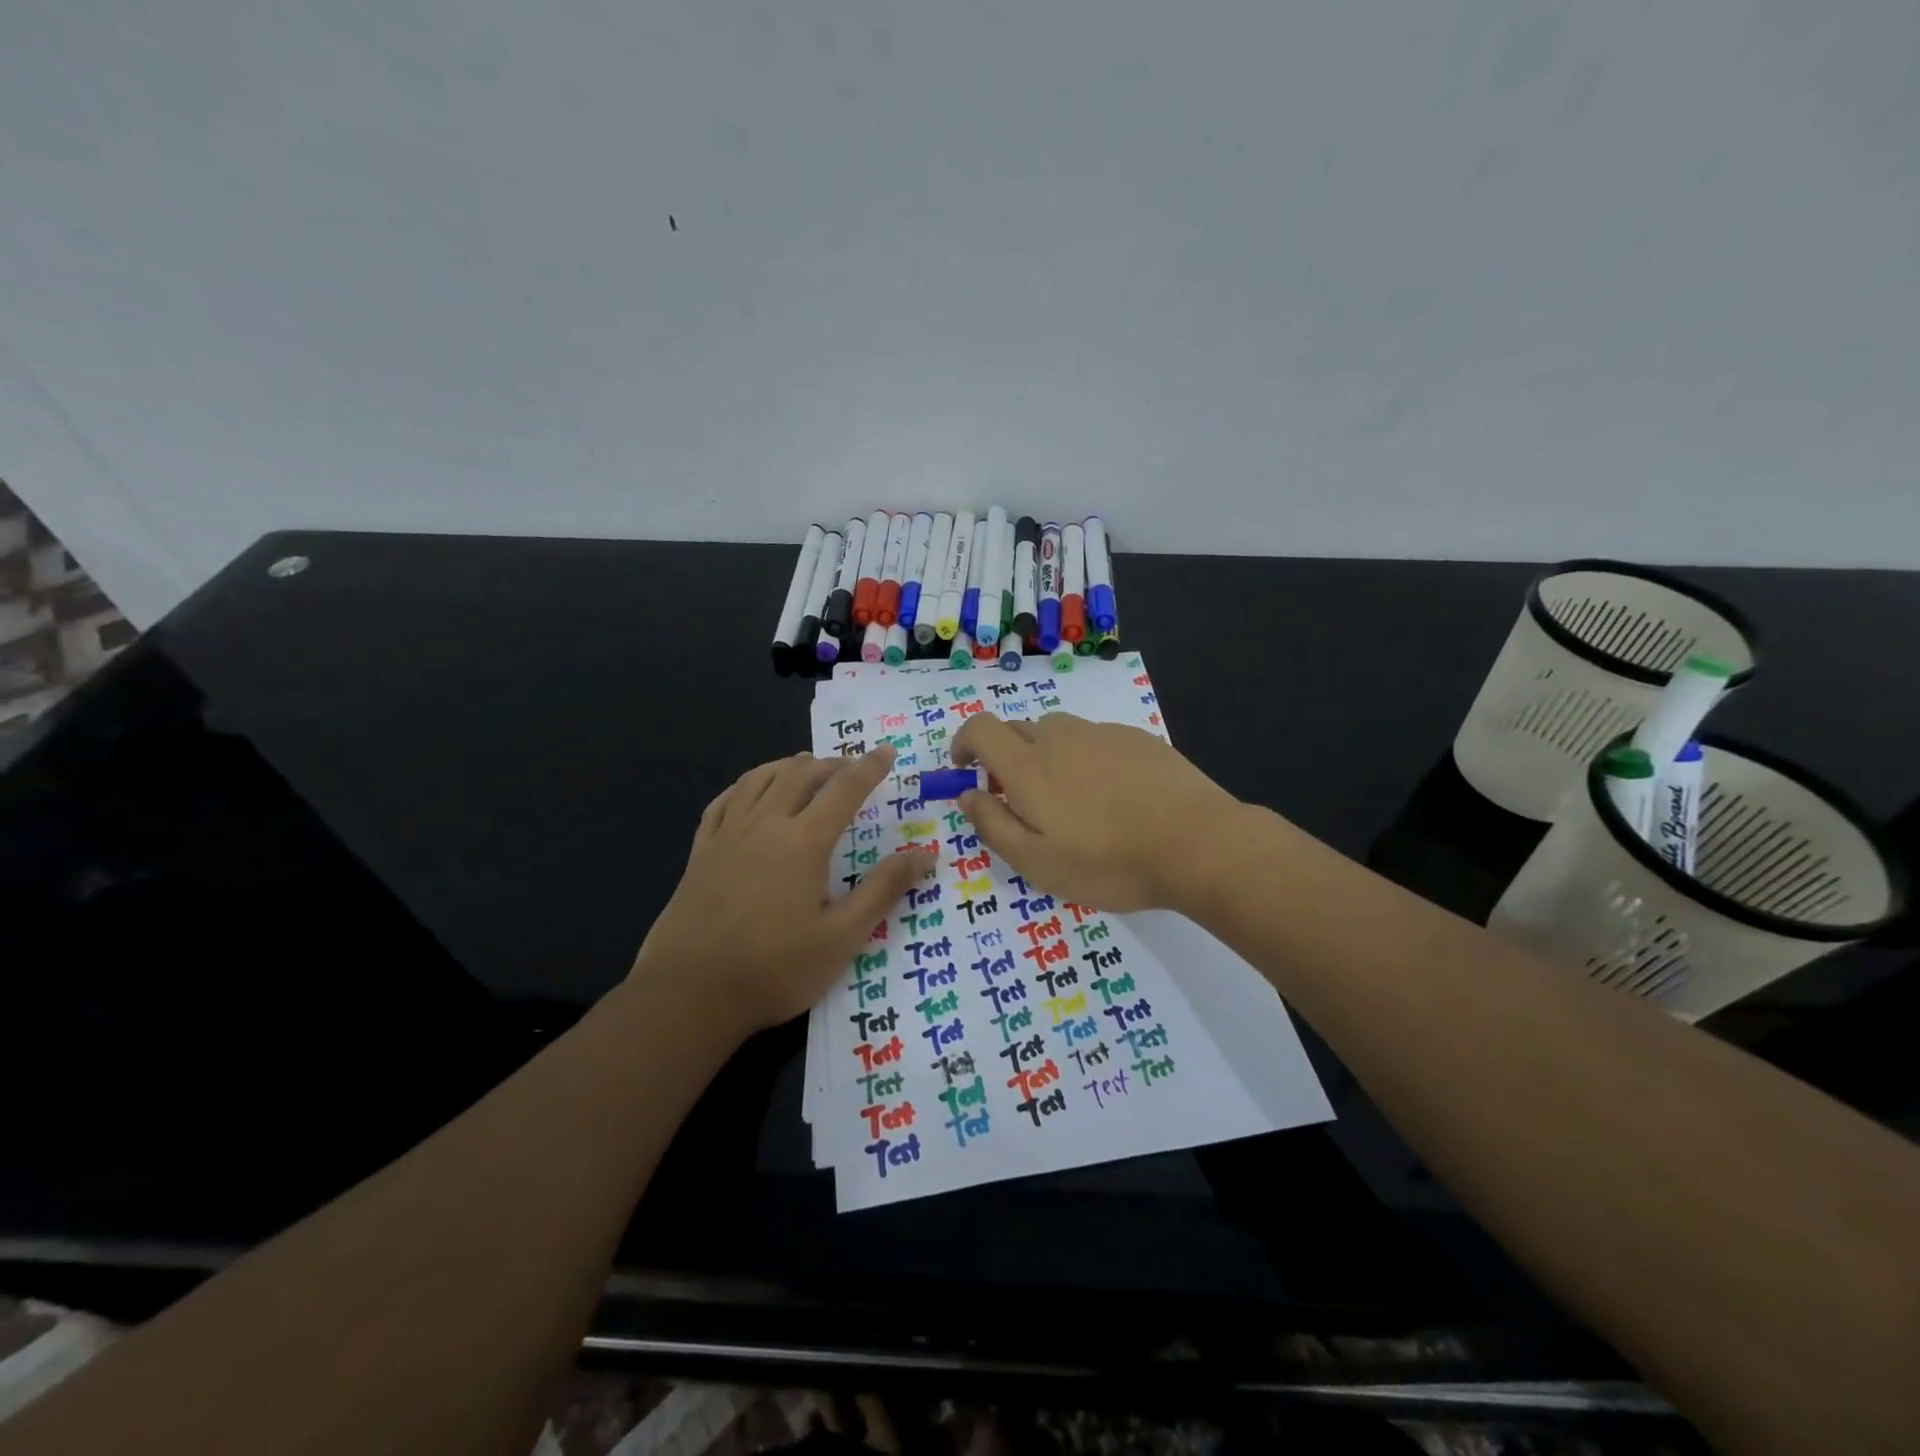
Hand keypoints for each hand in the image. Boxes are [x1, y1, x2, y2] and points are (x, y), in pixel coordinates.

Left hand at [630, 748, 934, 1034]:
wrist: (689, 994)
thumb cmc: (774, 969)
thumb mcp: (842, 937)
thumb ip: (883, 890)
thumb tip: (925, 853)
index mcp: (804, 842)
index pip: (844, 789)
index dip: (870, 767)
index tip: (886, 751)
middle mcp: (765, 825)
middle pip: (800, 775)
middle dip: (830, 764)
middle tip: (850, 767)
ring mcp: (727, 836)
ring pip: (759, 779)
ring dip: (788, 766)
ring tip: (805, 765)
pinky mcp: (700, 853)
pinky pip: (723, 802)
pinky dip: (745, 785)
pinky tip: (750, 791)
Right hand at [950, 712, 1243, 912]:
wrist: (1198, 843)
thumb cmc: (1109, 861)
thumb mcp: (1038, 863)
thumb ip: (992, 825)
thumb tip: (967, 795)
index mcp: (1028, 765)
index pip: (980, 728)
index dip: (964, 743)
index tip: (964, 769)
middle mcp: (1060, 737)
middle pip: (1017, 730)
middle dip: (1005, 757)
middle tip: (1021, 801)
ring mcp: (1102, 733)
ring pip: (1058, 733)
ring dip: (1047, 757)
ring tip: (1070, 801)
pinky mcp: (1137, 738)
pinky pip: (1094, 740)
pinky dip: (1085, 759)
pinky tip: (1112, 796)